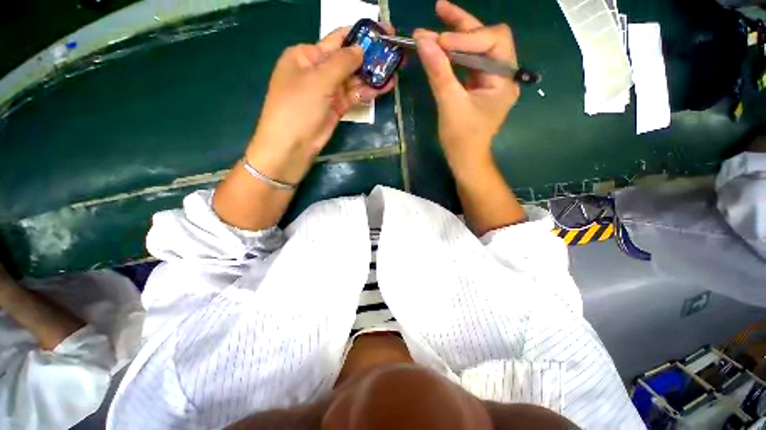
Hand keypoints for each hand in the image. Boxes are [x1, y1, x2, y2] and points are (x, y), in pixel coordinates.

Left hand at [247, 26, 395, 184]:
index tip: (383, 33)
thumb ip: (342, 63)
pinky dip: (368, 92)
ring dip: (372, 75)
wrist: (293, 145)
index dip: (360, 35)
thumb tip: (361, 49)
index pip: (337, 39)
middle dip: (370, 56)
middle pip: (348, 59)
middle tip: (395, 53)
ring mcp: (328, 91)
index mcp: (307, 55)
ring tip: (395, 70)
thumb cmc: (298, 107)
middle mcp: (318, 70)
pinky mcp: (337, 107)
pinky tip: (385, 87)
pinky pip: (354, 95)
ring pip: (354, 79)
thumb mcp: (318, 79)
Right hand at [414, 1, 518, 178]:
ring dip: (457, 33)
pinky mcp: (478, 86)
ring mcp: (490, 81)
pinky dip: (453, 53)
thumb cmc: (462, 139)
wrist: (465, 160)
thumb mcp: (450, 105)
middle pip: (487, 38)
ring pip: (476, 48)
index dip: (465, 37)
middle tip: (439, 9)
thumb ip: (439, 72)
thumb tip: (423, 41)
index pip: (492, 41)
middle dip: (463, 24)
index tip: (438, 42)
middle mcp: (502, 75)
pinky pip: (467, 63)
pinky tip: (440, 45)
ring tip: (437, 18)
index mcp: (504, 79)